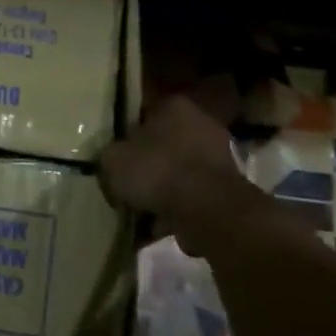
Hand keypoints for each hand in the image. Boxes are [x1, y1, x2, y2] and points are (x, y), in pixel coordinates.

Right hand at [97, 94, 248, 222]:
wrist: (208, 210)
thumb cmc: (157, 171)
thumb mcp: (112, 160)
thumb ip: (109, 156)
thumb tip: (114, 161)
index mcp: (174, 107)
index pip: (142, 114)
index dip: (124, 135)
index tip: (113, 154)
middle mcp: (201, 125)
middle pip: (161, 145)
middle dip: (144, 165)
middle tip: (123, 184)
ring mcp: (219, 158)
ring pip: (176, 173)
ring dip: (159, 191)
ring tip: (136, 212)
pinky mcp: (227, 190)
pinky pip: (189, 197)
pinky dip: (174, 210)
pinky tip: (155, 227)